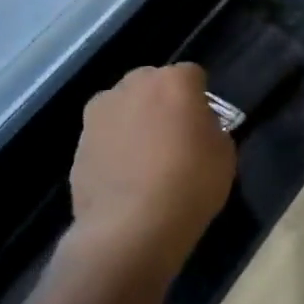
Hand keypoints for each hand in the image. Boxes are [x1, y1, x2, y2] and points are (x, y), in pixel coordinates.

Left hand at [67, 64, 234, 281]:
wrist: (130, 228)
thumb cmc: (190, 184)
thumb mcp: (224, 153)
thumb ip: (210, 128)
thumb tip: (197, 128)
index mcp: (174, 81)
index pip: (193, 75)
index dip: (200, 98)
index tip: (204, 123)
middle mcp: (132, 85)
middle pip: (152, 84)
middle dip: (163, 102)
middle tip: (175, 136)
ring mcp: (100, 113)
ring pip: (124, 107)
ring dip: (135, 122)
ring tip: (146, 160)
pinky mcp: (78, 143)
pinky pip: (106, 137)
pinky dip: (115, 149)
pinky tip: (125, 178)